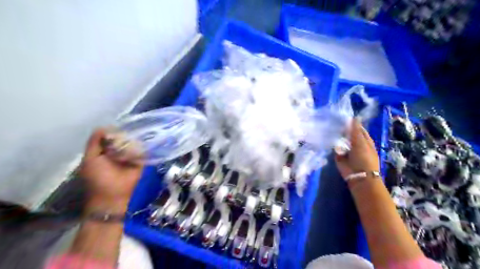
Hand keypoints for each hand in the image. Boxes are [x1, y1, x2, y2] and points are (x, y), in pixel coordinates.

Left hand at [79, 129, 142, 214]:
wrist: (113, 195)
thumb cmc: (98, 178)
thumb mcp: (90, 159)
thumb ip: (94, 142)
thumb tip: (104, 127)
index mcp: (106, 149)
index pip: (111, 134)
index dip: (113, 131)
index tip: (116, 130)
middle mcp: (119, 150)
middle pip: (124, 137)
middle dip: (124, 136)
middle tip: (124, 140)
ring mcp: (131, 155)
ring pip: (135, 142)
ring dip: (133, 143)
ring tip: (131, 146)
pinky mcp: (142, 160)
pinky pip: (143, 151)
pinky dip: (141, 149)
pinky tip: (138, 150)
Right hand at [334, 119, 381, 179]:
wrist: (358, 176)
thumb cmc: (364, 158)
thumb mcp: (360, 142)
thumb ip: (355, 131)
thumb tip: (354, 117)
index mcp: (365, 141)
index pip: (358, 129)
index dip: (352, 124)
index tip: (343, 118)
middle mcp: (356, 145)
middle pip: (348, 135)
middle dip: (342, 130)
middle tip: (333, 122)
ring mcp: (347, 151)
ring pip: (341, 141)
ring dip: (337, 137)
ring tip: (329, 128)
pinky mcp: (339, 156)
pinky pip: (335, 148)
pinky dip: (332, 144)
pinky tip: (327, 138)